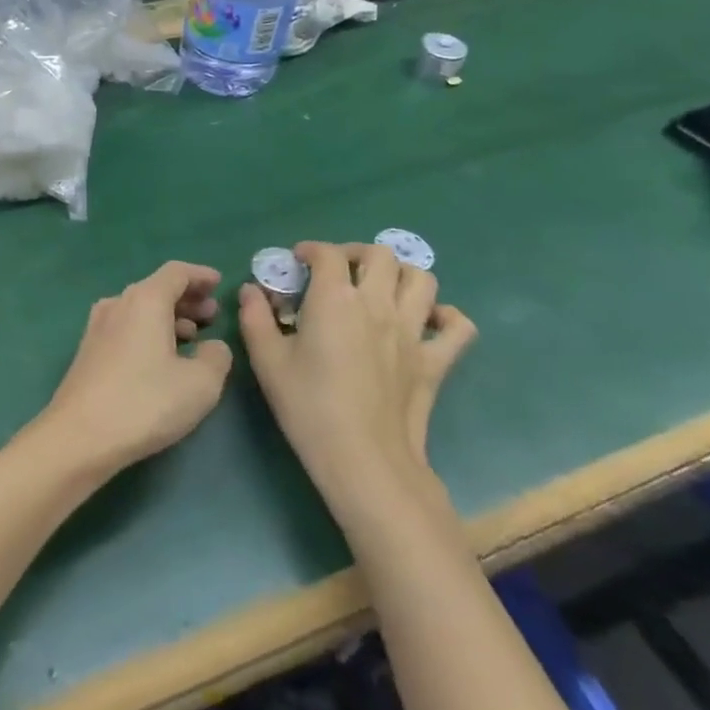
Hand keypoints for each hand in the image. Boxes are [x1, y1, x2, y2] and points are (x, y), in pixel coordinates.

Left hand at [34, 262, 233, 477]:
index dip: (200, 275)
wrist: (80, 434)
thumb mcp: (200, 384)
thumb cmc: (145, 402)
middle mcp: (118, 303)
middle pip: (156, 289)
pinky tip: (162, 357)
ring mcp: (98, 326)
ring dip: (169, 317)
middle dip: (187, 298)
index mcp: (145, 300)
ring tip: (193, 336)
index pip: (176, 272)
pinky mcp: (88, 350)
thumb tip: (213, 346)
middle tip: (212, 314)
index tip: (219, 283)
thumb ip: (217, 356)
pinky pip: (126, 326)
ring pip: (140, 309)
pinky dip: (149, 331)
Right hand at [238, 242, 476, 518]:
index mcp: (334, 299)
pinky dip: (445, 316)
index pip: (327, 254)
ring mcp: (413, 331)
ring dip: (401, 274)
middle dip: (356, 253)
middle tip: (338, 270)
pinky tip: (426, 321)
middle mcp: (378, 303)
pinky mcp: (436, 361)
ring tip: (380, 287)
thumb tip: (251, 290)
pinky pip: (458, 326)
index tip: (297, 261)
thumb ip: (255, 318)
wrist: (364, 459)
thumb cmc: (308, 406)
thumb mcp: (267, 361)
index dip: (310, 250)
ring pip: (422, 279)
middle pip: (380, 254)